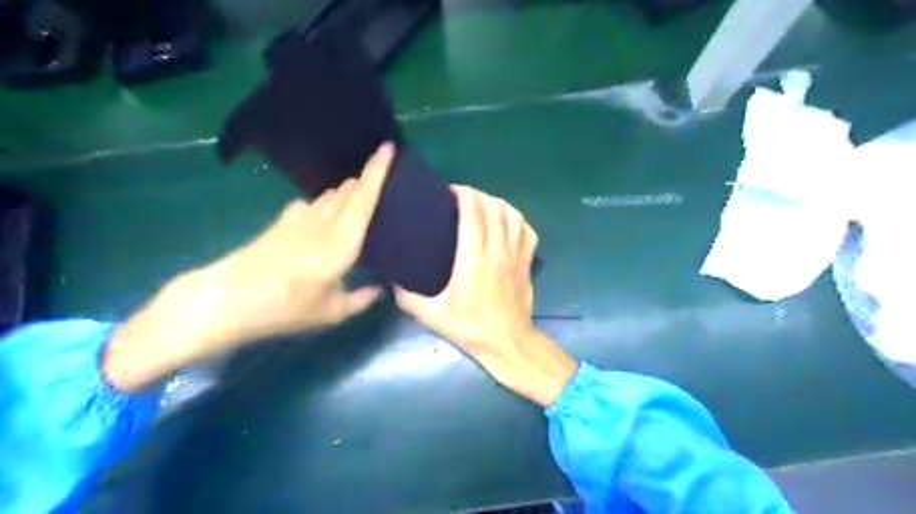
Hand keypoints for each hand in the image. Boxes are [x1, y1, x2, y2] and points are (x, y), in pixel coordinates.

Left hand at [104, 143, 396, 391]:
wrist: (226, 299)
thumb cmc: (285, 308)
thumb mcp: (330, 313)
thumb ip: (360, 300)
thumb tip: (380, 289)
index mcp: (342, 243)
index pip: (365, 200)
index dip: (377, 172)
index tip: (388, 147)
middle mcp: (324, 224)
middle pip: (349, 192)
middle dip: (365, 178)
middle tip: (383, 174)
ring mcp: (300, 220)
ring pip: (330, 196)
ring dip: (346, 191)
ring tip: (359, 192)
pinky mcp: (282, 223)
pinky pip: (311, 204)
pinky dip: (324, 202)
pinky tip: (322, 212)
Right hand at [395, 187, 569, 407]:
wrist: (508, 343)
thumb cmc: (470, 327)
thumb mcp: (432, 316)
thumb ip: (408, 298)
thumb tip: (391, 281)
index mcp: (473, 260)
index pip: (473, 214)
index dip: (464, 195)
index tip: (451, 191)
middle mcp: (497, 251)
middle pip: (494, 208)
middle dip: (478, 195)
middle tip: (462, 198)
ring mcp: (516, 255)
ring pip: (513, 215)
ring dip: (498, 204)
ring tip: (484, 206)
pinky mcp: (527, 263)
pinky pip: (528, 231)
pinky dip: (518, 220)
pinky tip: (507, 223)